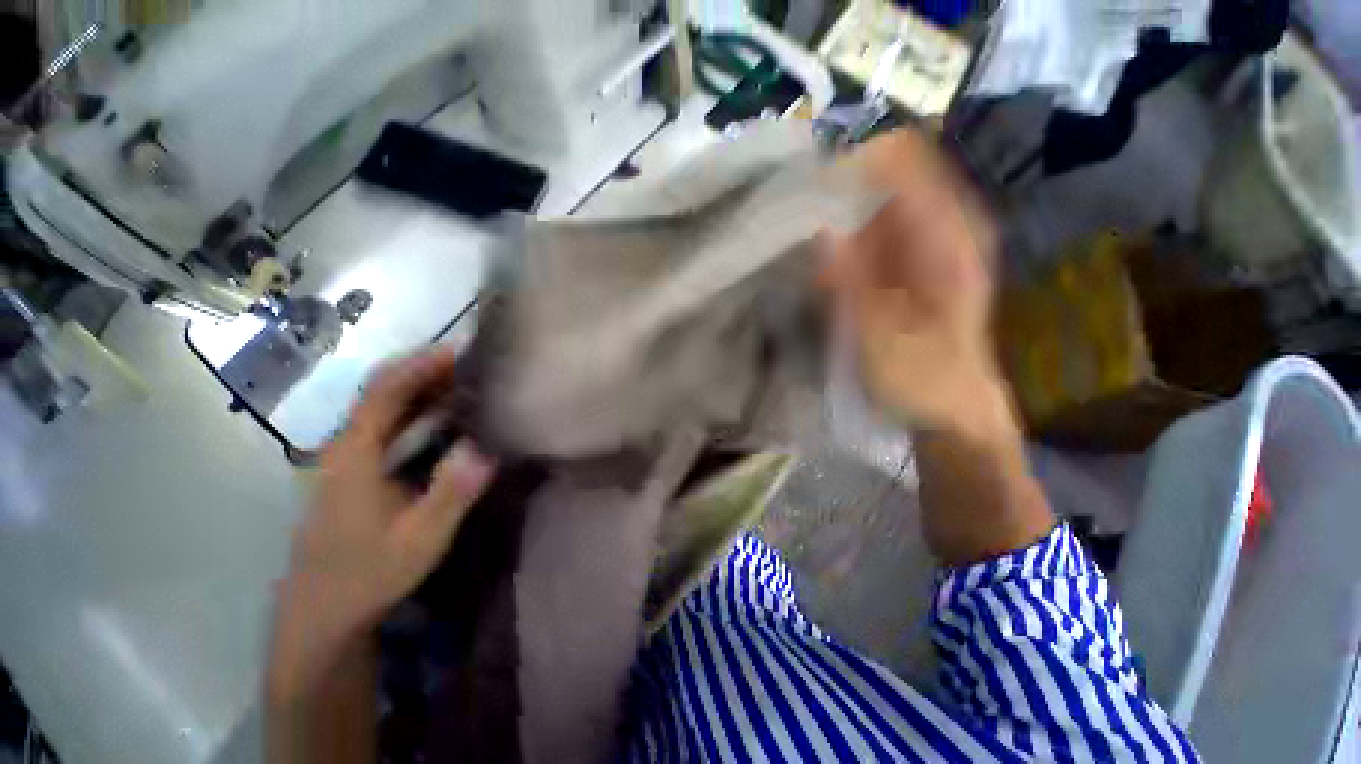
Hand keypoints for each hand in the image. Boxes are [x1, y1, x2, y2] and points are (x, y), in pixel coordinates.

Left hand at [269, 348, 495, 696]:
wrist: (322, 614)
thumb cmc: (368, 575)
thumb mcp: (419, 539)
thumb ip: (451, 492)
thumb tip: (486, 447)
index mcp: (354, 454)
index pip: (385, 390)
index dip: (422, 364)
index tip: (462, 351)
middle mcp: (347, 446)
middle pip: (384, 391)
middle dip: (429, 370)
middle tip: (478, 364)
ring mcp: (350, 459)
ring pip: (388, 408)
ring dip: (427, 389)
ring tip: (473, 383)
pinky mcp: (358, 471)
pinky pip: (391, 427)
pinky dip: (421, 412)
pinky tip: (451, 419)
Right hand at [823, 130, 1009, 440]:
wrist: (956, 405)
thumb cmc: (923, 378)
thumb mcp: (882, 337)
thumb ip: (853, 281)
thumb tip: (819, 226)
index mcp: (947, 236)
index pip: (900, 159)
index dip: (851, 168)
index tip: (808, 200)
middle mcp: (946, 224)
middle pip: (888, 172)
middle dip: (841, 193)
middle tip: (804, 230)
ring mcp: (933, 239)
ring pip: (881, 198)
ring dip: (842, 217)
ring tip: (814, 254)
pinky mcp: (918, 256)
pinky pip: (879, 227)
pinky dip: (851, 237)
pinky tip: (832, 268)